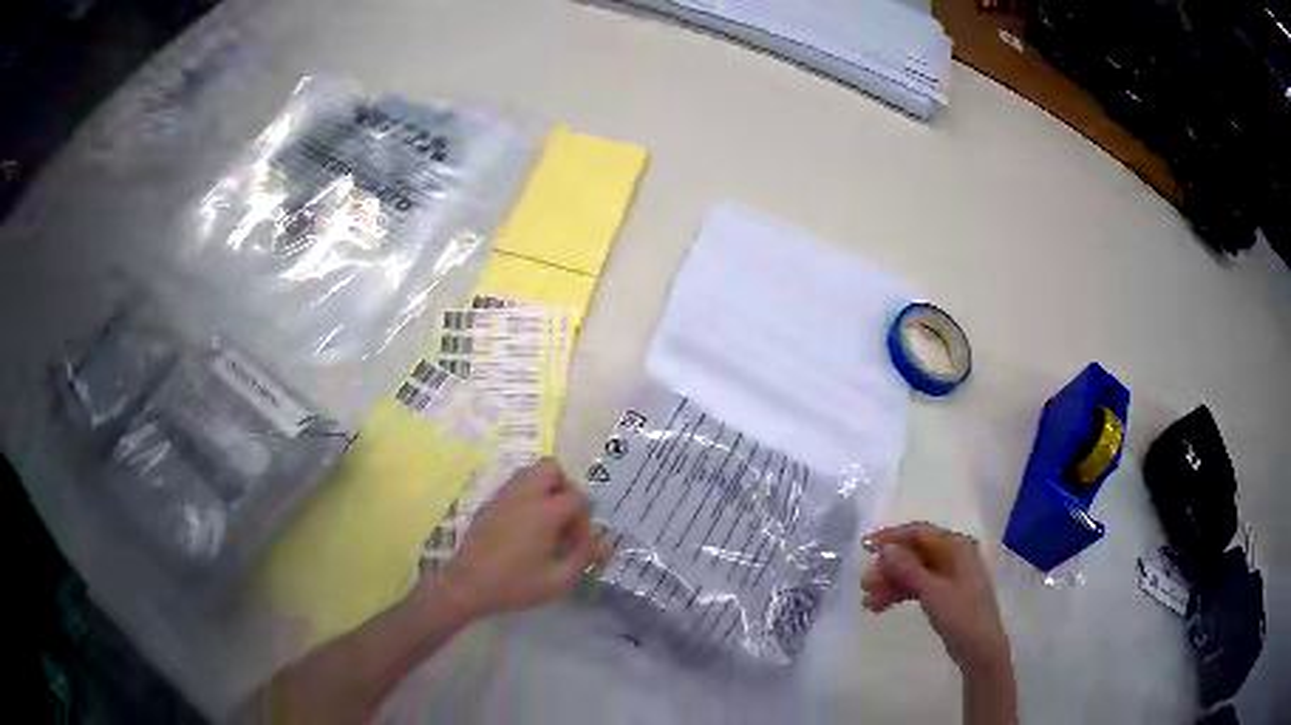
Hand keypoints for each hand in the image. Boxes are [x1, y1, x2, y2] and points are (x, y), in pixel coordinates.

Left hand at [436, 459, 611, 620]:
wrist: (467, 585)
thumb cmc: (515, 585)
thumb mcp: (558, 581)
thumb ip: (585, 558)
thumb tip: (608, 542)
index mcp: (543, 512)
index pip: (576, 497)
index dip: (583, 520)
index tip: (576, 545)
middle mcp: (524, 494)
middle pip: (552, 468)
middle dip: (564, 489)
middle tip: (563, 520)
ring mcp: (503, 496)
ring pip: (531, 472)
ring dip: (545, 490)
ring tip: (545, 522)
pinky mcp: (490, 503)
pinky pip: (515, 486)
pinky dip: (527, 497)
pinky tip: (525, 528)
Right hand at [861, 522, 1010, 677]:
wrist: (979, 648)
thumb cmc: (961, 615)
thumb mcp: (933, 591)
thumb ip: (908, 569)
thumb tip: (886, 548)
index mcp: (955, 546)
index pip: (919, 533)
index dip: (891, 537)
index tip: (865, 546)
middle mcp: (952, 556)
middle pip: (913, 553)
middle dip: (888, 567)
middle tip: (865, 584)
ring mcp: (947, 576)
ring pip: (912, 572)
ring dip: (890, 583)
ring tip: (868, 601)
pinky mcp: (942, 594)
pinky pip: (916, 586)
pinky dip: (899, 594)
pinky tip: (879, 607)